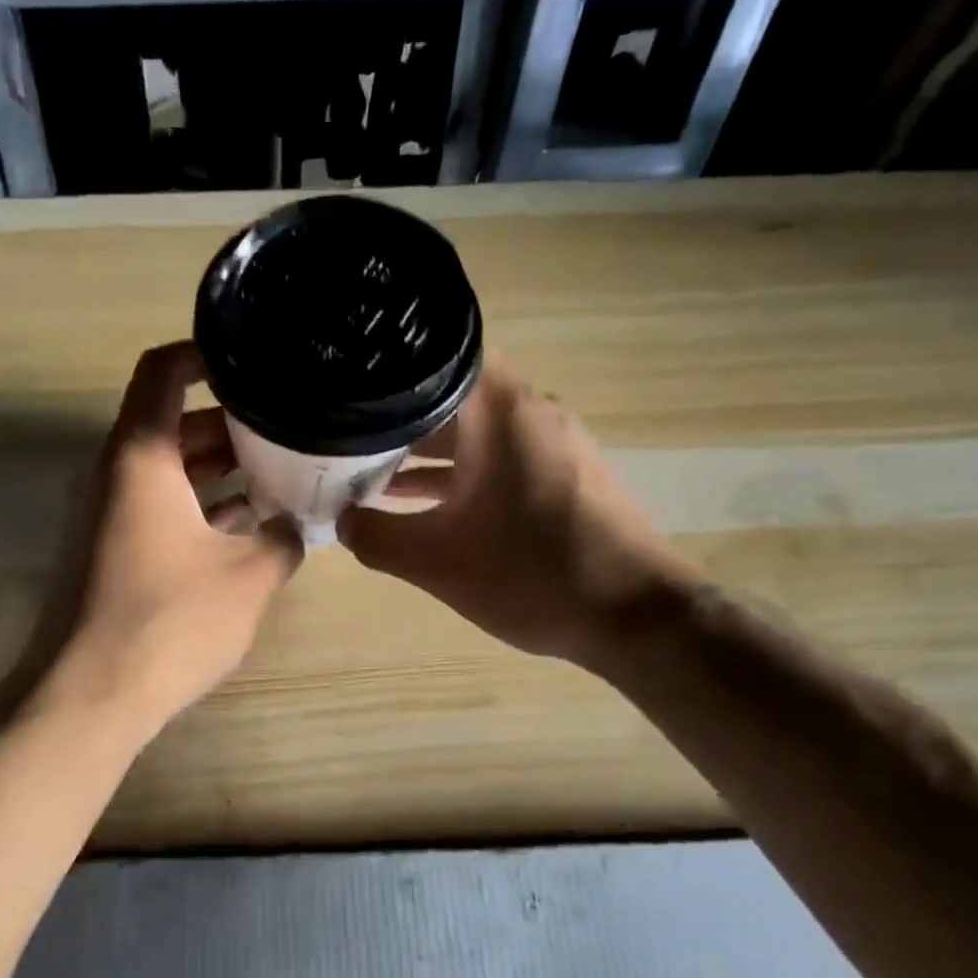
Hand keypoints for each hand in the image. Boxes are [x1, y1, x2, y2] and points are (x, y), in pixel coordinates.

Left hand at [33, 342, 303, 737]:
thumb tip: (298, 528)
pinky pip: (160, 507)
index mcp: (141, 457)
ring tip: (282, 470)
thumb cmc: (170, 621)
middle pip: (172, 422)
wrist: (91, 696)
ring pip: (169, 469)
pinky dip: (201, 505)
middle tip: (290, 425)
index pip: (163, 372)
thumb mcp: (248, 577)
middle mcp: (116, 474)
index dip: (205, 354)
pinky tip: (248, 524)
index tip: (254, 358)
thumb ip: (283, 540)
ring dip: (220, 467)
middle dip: (232, 421)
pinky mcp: (112, 551)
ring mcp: (109, 514)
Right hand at [338, 360, 696, 673]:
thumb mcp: (435, 561)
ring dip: (426, 453)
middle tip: (345, 443)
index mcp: (498, 411)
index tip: (343, 397)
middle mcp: (529, 411)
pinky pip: (500, 457)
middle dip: (396, 421)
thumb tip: (341, 521)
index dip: (382, 376)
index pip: (431, 361)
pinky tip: (427, 506)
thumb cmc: (530, 575)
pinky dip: (462, 473)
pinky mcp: (566, 472)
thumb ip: (375, 536)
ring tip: (372, 479)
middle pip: (449, 396)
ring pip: (475, 431)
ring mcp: (553, 441)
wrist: (635, 616)